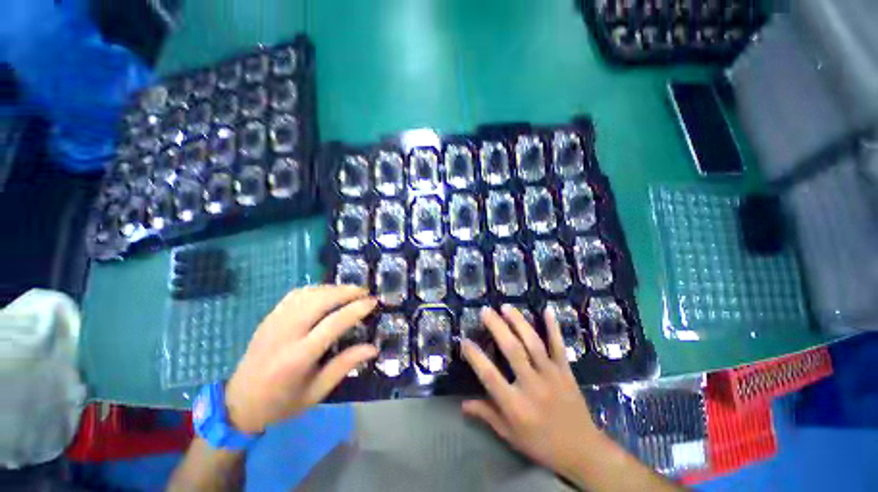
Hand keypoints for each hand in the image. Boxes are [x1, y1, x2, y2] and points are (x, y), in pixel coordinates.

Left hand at [225, 285, 377, 433]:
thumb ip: (345, 365)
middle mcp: (285, 334)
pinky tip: (326, 293)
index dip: (356, 309)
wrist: (238, 404)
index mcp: (298, 357)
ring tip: (350, 291)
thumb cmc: (282, 403)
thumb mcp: (317, 392)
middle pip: (320, 301)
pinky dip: (315, 289)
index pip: (333, 323)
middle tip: (365, 292)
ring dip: (333, 288)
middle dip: (346, 292)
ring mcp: (274, 322)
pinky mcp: (269, 318)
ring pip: (308, 294)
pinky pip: (295, 295)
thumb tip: (373, 348)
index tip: (373, 302)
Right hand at [461, 305, 607, 480]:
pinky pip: (558, 346)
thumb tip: (462, 404)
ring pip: (533, 343)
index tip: (464, 341)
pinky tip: (547, 310)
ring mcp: (551, 375)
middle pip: (512, 351)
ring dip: (519, 322)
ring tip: (506, 307)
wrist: (583, 451)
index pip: (490, 376)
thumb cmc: (541, 444)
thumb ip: (486, 415)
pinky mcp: (566, 371)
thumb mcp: (510, 435)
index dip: (475, 357)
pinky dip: (553, 327)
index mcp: (516, 405)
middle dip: (497, 327)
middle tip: (485, 311)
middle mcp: (532, 385)